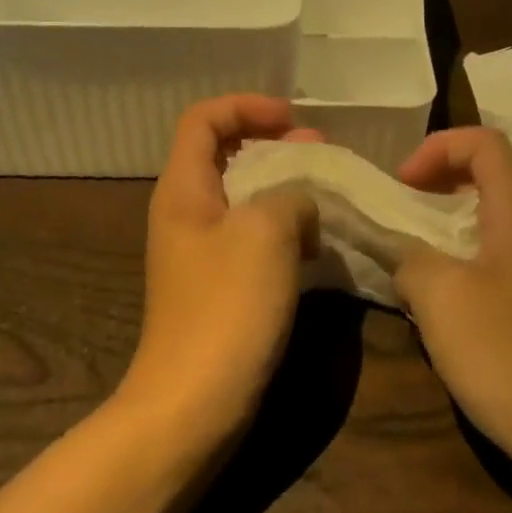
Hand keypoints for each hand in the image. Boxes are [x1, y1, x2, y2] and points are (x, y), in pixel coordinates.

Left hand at [118, 95, 319, 440]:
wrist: (192, 405)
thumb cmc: (225, 308)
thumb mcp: (265, 233)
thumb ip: (290, 195)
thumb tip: (301, 201)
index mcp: (184, 189)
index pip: (204, 119)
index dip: (247, 107)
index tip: (293, 121)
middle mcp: (186, 213)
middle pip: (225, 154)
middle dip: (274, 146)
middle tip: (322, 157)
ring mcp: (201, 253)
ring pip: (244, 198)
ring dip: (285, 189)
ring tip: (327, 198)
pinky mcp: (220, 286)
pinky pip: (252, 238)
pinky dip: (284, 230)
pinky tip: (317, 246)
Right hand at [395, 127, 511, 477]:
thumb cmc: (510, 356)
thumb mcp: (441, 297)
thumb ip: (408, 258)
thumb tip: (400, 253)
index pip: (484, 143)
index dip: (438, 148)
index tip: (400, 186)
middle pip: (484, 180)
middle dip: (432, 187)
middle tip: (393, 218)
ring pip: (482, 227)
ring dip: (437, 232)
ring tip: (402, 263)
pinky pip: (487, 268)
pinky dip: (452, 270)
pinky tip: (430, 310)